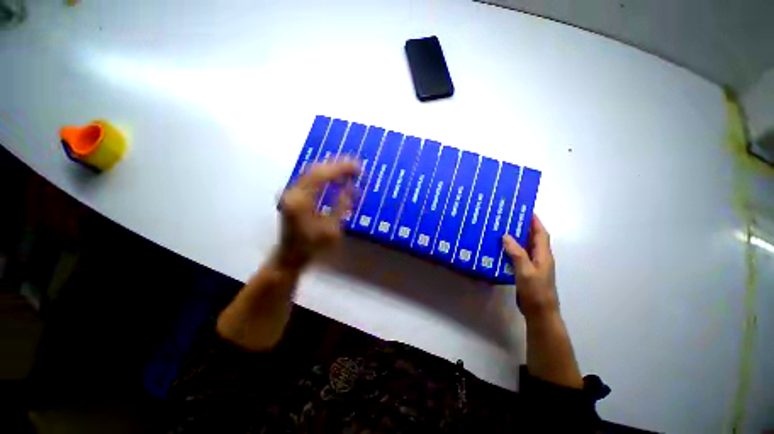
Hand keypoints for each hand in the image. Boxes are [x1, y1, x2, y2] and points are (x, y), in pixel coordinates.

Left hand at [278, 160, 359, 267]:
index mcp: (300, 201)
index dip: (340, 168)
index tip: (357, 167)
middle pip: (314, 169)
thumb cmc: (312, 246)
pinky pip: (309, 178)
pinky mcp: (292, 194)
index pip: (321, 175)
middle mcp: (292, 192)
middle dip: (336, 165)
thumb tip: (350, 188)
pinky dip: (323, 175)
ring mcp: (290, 192)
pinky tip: (334, 177)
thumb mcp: (332, 230)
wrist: (290, 255)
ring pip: (311, 171)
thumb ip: (341, 207)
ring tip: (347, 169)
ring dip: (330, 168)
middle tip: (354, 165)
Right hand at [502, 214, 558, 320]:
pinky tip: (500, 249)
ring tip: (501, 230)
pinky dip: (511, 249)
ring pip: (525, 247)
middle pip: (533, 238)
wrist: (539, 312)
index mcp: (543, 255)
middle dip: (523, 227)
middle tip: (508, 218)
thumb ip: (517, 253)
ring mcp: (533, 265)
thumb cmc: (536, 291)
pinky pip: (519, 256)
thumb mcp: (526, 271)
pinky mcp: (526, 272)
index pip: (541, 233)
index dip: (535, 221)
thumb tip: (506, 236)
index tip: (525, 210)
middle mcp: (540, 257)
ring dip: (516, 238)